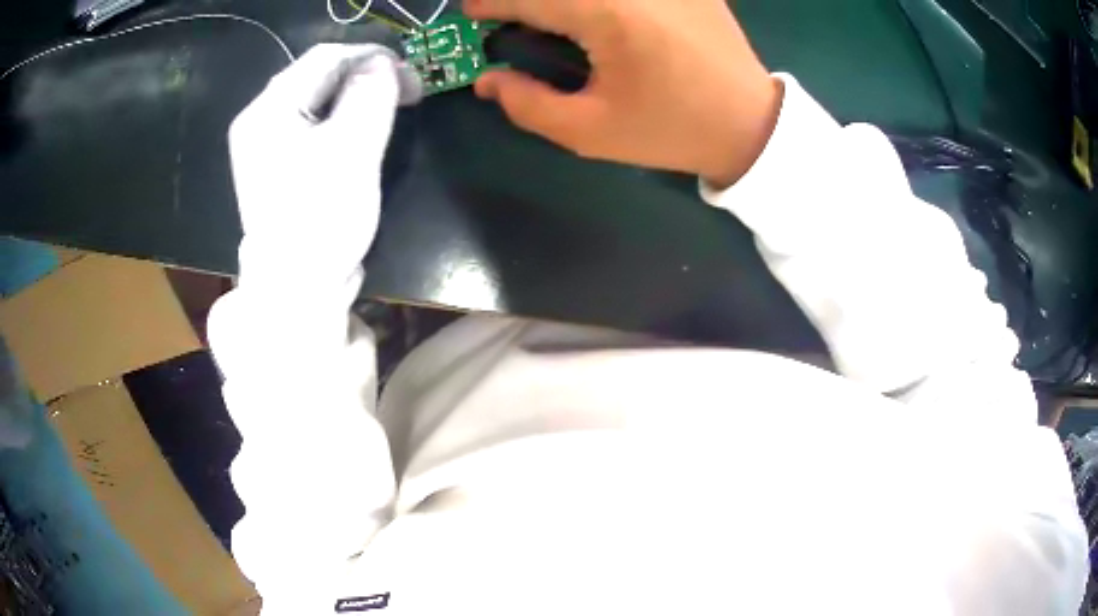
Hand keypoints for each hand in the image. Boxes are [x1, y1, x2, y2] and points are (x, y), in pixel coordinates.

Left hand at [228, 44, 420, 281]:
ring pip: (316, 99)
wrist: (296, 290)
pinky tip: (362, 126)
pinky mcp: (276, 164)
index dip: (371, 56)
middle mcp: (258, 120)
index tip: (411, 73)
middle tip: (405, 91)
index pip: (323, 58)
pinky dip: (341, 118)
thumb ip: (370, 94)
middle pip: (316, 76)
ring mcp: (263, 144)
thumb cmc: (320, 218)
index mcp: (267, 110)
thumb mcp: (352, 149)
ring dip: (355, 96)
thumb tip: (384, 63)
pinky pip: (311, 124)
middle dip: (364, 76)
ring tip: (390, 106)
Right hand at [465, 0, 781, 186]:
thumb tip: (489, 80)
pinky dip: (596, 1)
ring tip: (550, 16)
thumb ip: (528, 105)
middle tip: (512, 15)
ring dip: (562, 0)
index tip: (473, 14)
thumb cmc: (670, 131)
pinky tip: (597, 14)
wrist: (750, 125)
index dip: (491, 3)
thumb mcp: (590, 132)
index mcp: (607, 12)